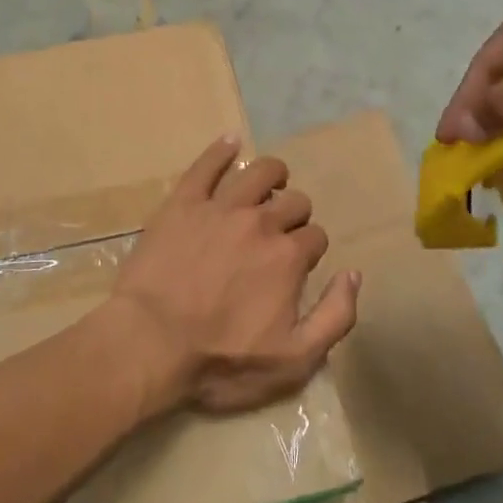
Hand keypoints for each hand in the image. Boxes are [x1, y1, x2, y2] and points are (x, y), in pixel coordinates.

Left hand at [109, 138, 360, 415]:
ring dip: (272, 174)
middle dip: (295, 213)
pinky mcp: (182, 203)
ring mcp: (220, 208)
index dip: (311, 249)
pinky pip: (205, 165)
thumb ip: (335, 317)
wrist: (149, 345)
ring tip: (269, 184)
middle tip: (280, 231)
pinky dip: (221, 149)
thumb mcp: (294, 361)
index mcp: (288, 256)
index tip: (299, 263)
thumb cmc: (221, 361)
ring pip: (258, 171)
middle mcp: (260, 222)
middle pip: (292, 201)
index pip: (315, 236)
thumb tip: (353, 274)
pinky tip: (230, 141)